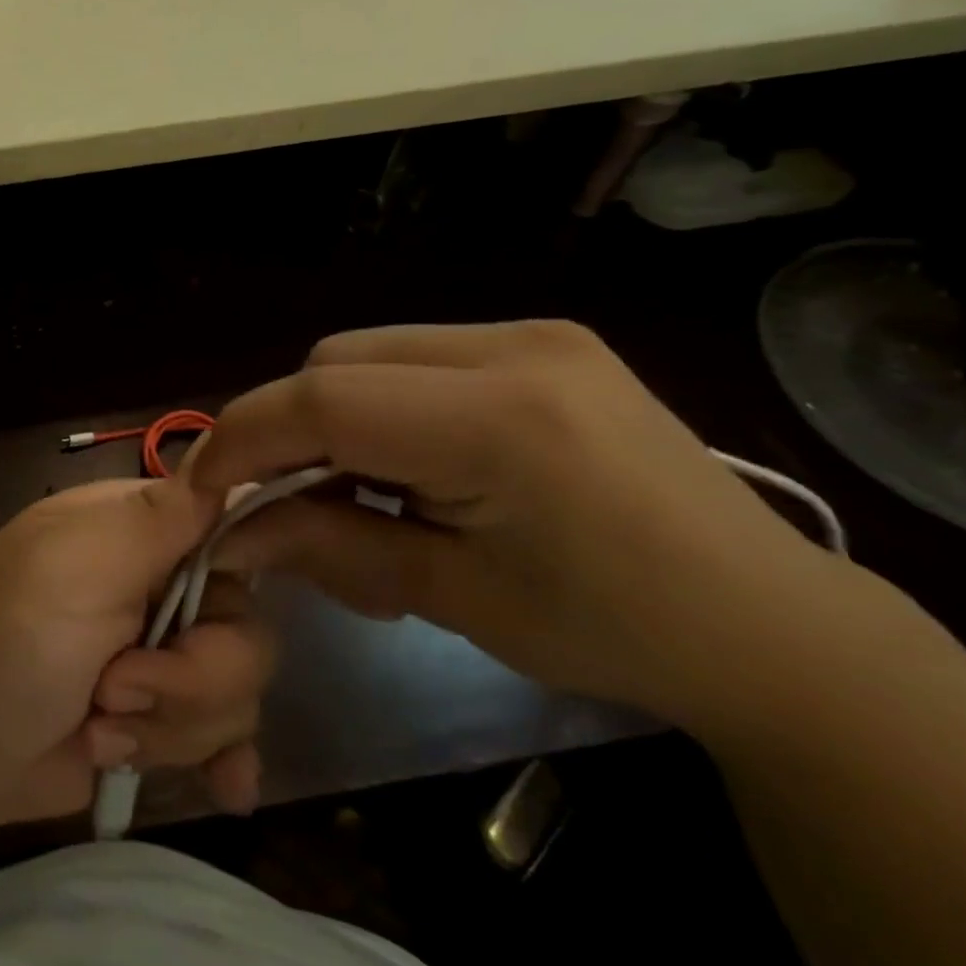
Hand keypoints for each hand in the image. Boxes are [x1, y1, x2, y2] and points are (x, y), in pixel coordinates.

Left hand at [0, 477, 276, 827]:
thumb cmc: (3, 636)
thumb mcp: (76, 564)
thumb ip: (156, 520)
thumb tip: (225, 457)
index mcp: (144, 533)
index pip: (236, 526)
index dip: (248, 567)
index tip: (210, 610)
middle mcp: (164, 588)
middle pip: (245, 630)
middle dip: (189, 679)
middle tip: (112, 690)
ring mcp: (164, 660)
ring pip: (235, 694)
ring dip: (167, 726)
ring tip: (96, 729)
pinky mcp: (161, 721)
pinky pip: (225, 739)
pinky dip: (220, 760)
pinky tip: (225, 788)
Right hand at [190, 321, 843, 731]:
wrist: (764, 622)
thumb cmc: (608, 630)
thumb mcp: (448, 595)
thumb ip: (325, 545)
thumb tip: (227, 532)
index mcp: (500, 419)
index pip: (325, 400)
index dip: (243, 438)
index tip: (200, 487)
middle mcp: (514, 348)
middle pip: (335, 363)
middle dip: (285, 429)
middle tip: (277, 501)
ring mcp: (532, 334)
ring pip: (366, 354)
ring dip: (328, 418)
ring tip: (349, 491)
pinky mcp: (540, 342)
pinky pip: (412, 358)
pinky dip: (376, 407)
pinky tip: (402, 465)